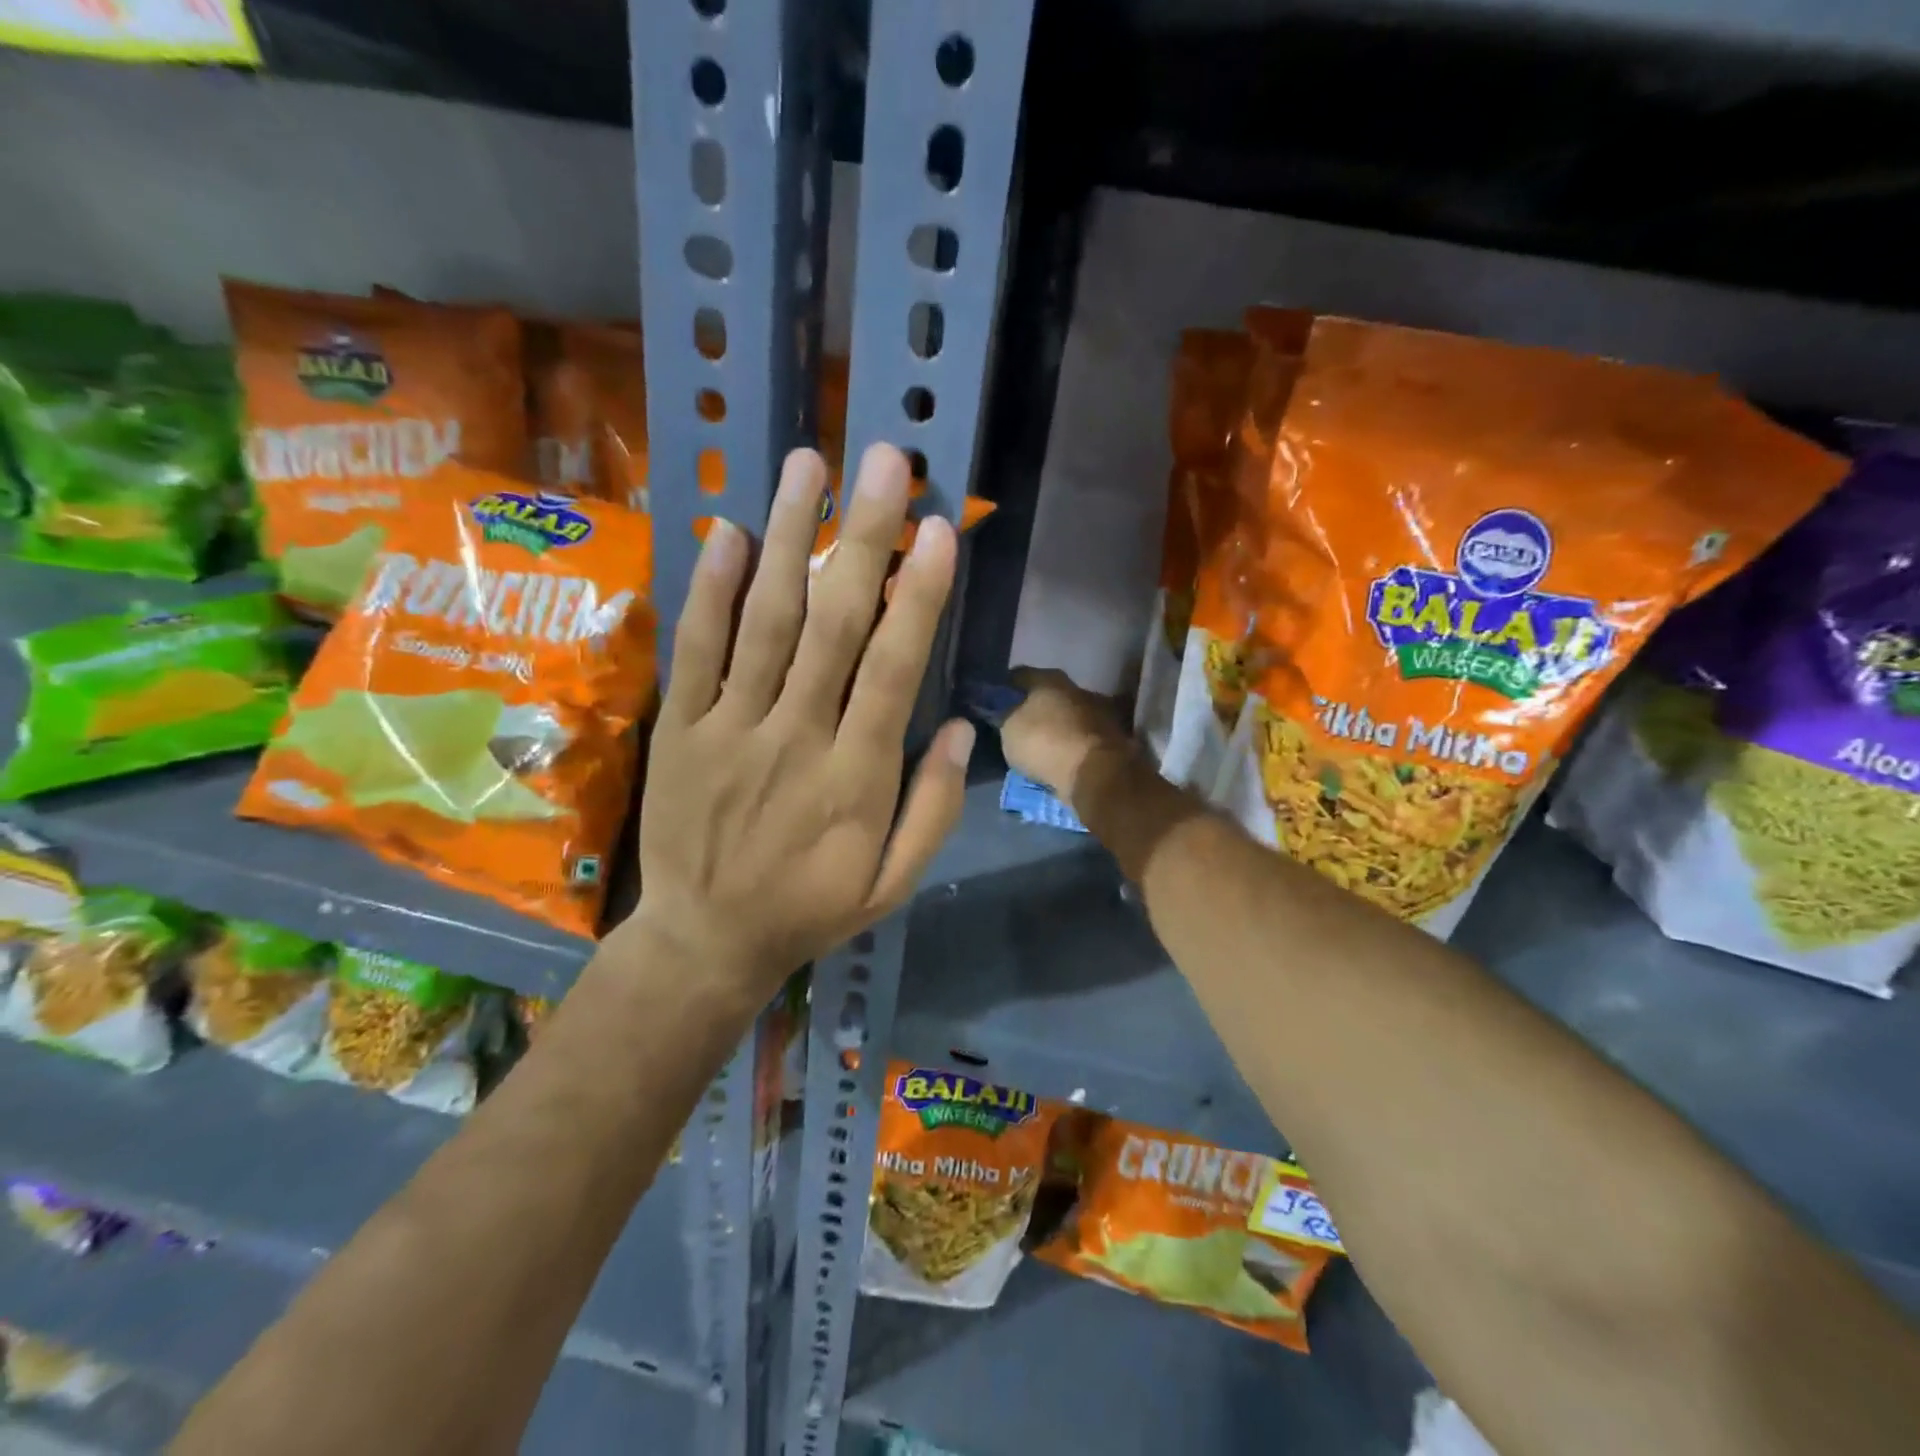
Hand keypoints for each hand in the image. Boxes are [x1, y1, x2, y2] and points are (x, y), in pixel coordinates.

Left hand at [633, 445, 974, 1002]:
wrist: (704, 941)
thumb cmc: (810, 909)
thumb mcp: (893, 884)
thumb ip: (932, 809)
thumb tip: (960, 728)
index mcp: (856, 777)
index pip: (894, 669)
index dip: (918, 595)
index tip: (937, 528)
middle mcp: (796, 737)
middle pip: (834, 624)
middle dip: (862, 537)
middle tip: (884, 462)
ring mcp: (731, 728)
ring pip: (764, 620)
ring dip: (787, 537)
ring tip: (807, 465)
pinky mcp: (682, 728)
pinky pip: (696, 650)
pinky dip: (710, 589)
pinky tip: (728, 531)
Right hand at [1001, 668, 1132, 804]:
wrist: (1095, 772)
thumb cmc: (1045, 741)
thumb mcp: (1009, 728)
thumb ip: (1005, 714)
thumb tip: (1004, 709)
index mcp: (1050, 678)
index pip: (1020, 675)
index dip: (1004, 688)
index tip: (992, 703)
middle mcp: (1076, 688)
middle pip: (1047, 695)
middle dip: (1033, 708)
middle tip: (1016, 726)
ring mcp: (1097, 713)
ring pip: (1066, 716)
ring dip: (1054, 728)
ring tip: (1037, 747)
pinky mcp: (1110, 739)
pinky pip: (1079, 739)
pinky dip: (1068, 746)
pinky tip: (1057, 758)